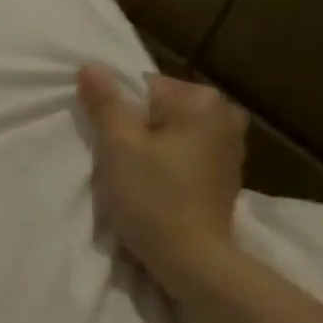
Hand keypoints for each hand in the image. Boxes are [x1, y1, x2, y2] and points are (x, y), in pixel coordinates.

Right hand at [76, 65, 247, 291]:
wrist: (191, 257)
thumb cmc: (151, 197)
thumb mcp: (118, 147)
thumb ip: (105, 103)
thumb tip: (91, 66)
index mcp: (201, 100)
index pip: (143, 87)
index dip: (116, 114)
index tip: (107, 145)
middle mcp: (225, 114)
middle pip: (159, 110)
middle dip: (134, 131)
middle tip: (117, 164)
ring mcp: (231, 145)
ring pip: (172, 134)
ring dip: (150, 150)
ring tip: (135, 180)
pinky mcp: (226, 174)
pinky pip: (185, 155)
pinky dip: (167, 166)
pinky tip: (156, 190)